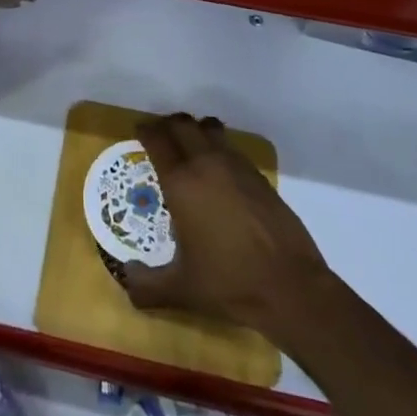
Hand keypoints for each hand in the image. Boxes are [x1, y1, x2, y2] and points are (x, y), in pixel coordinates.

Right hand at [123, 113, 333, 342]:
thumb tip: (127, 277)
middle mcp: (206, 164)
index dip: (146, 132)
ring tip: (190, 144)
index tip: (140, 132)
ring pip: (210, 129)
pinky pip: (231, 147)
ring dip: (196, 129)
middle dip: (168, 125)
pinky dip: (219, 147)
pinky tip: (219, 169)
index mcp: (181, 183)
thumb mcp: (182, 290)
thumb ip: (147, 286)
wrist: (289, 286)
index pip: (158, 140)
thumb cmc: (229, 283)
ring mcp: (236, 166)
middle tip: (161, 135)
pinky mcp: (258, 176)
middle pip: (183, 125)